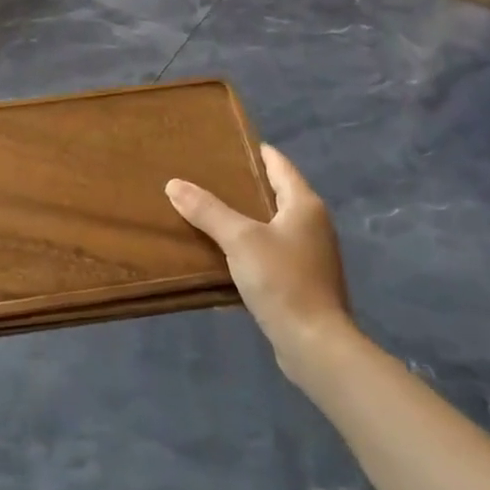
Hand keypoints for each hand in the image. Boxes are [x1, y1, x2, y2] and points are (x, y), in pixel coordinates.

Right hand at [166, 145, 354, 379]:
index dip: (258, 152)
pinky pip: (272, 254)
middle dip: (246, 186)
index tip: (231, 144)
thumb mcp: (239, 240)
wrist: (315, 344)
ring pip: (273, 226)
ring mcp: (311, 256)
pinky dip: (250, 248)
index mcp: (305, 205)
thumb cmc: (282, 280)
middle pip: (277, 194)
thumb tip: (174, 184)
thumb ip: (208, 210)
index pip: (280, 165)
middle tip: (210, 176)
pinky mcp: (303, 283)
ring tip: (211, 212)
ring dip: (246, 219)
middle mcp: (313, 225)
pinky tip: (225, 255)